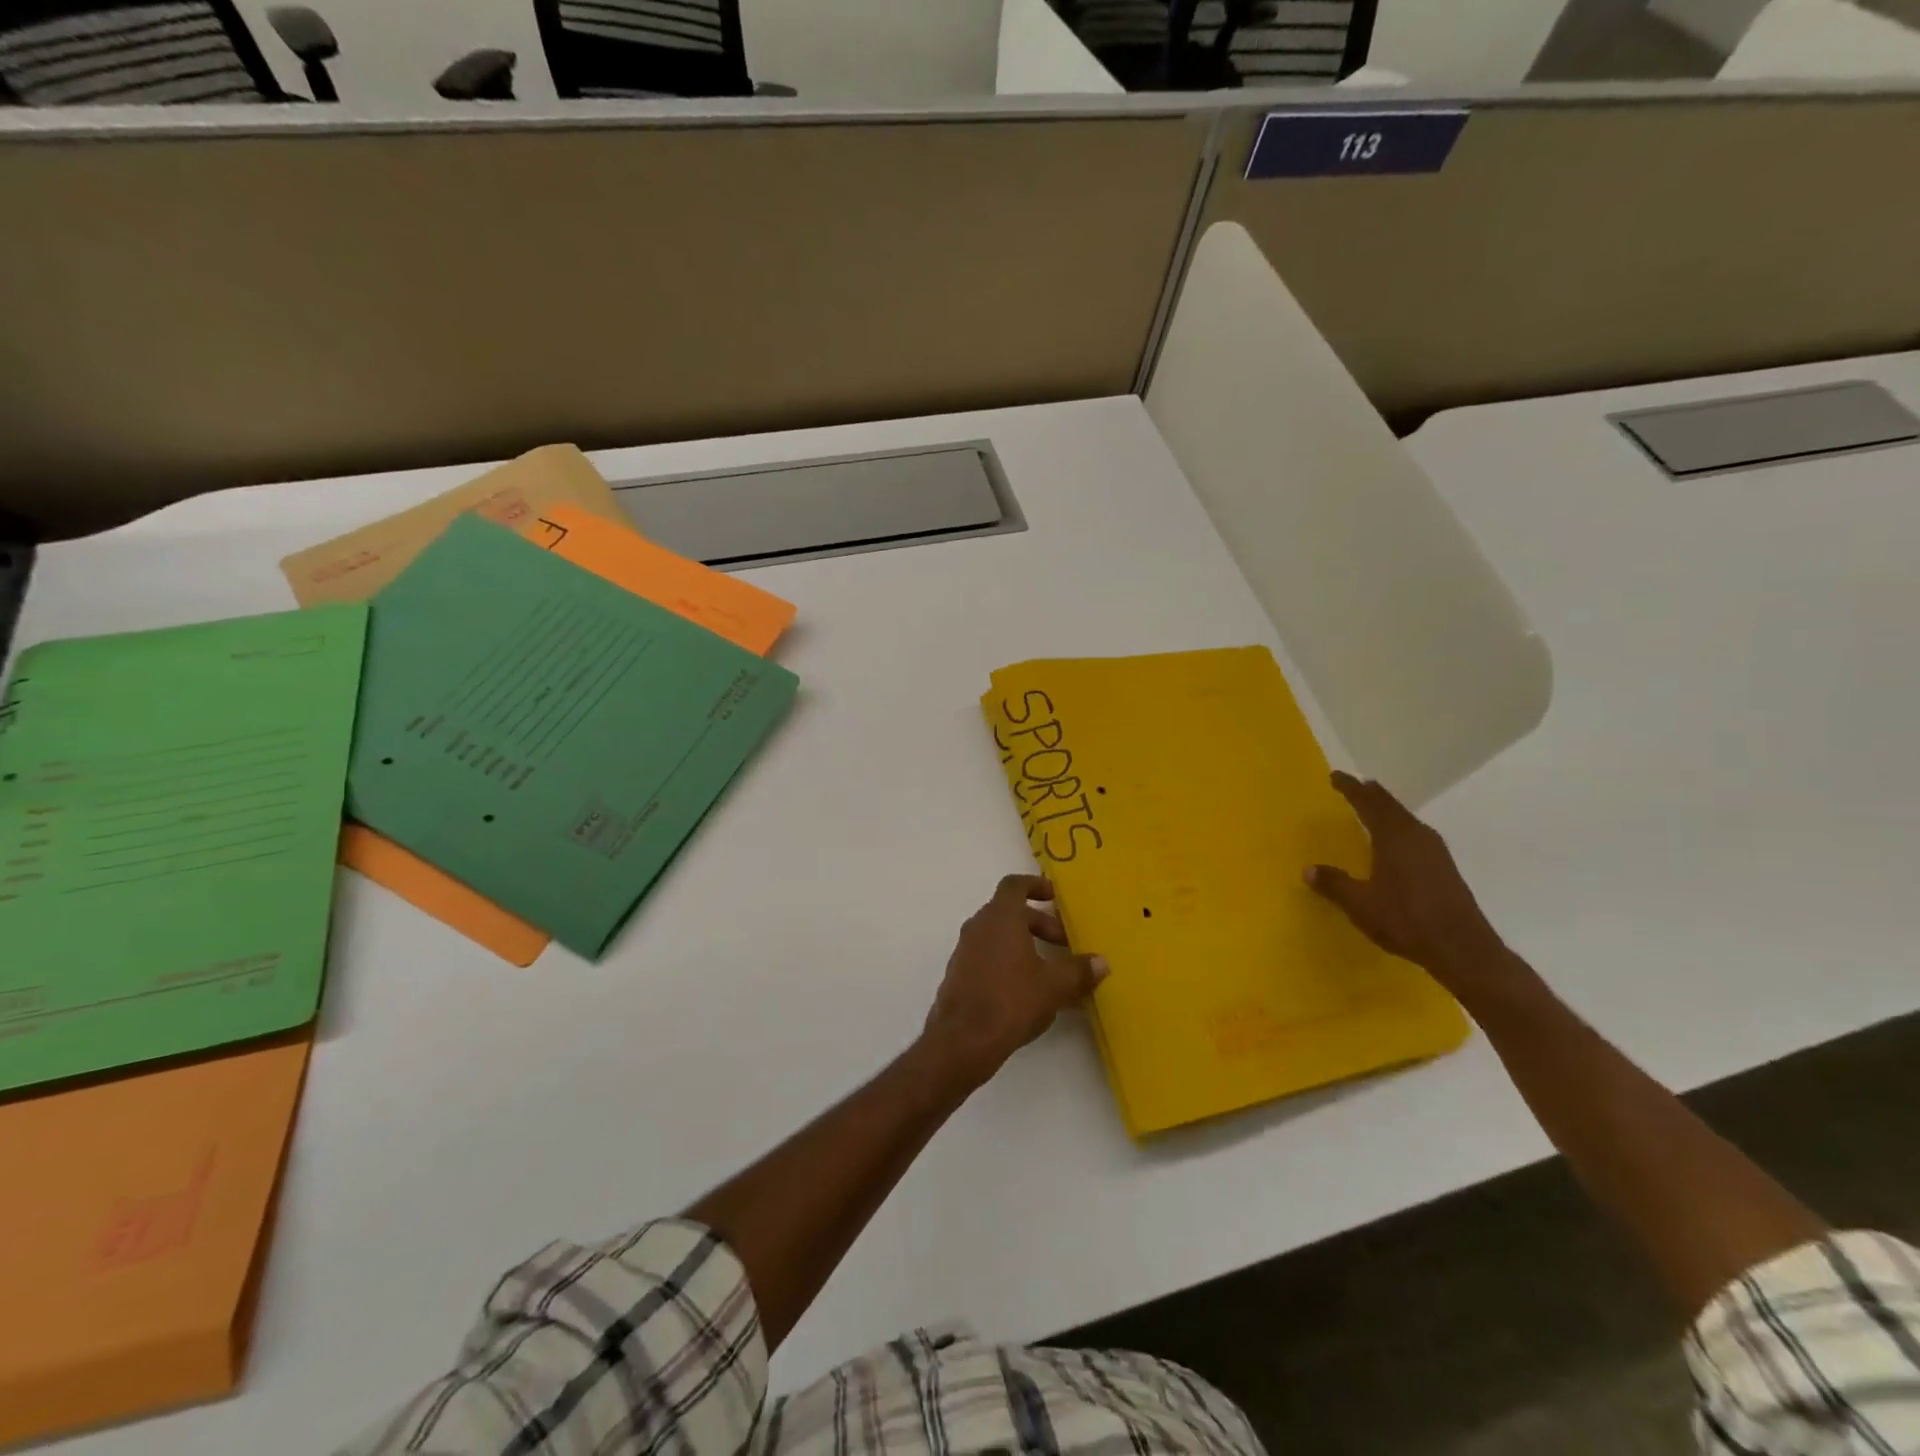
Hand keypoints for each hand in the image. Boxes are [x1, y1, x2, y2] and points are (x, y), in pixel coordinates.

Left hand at [921, 875, 1107, 1089]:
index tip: (1054, 897)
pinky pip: (986, 956)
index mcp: (1000, 917)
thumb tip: (1101, 963)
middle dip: (1039, 923)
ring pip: (997, 935)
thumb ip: (1079, 971)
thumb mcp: (1054, 986)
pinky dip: (1007, 961)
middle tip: (1064, 944)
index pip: (1014, 885)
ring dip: (1023, 943)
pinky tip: (1025, 990)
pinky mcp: (958, 974)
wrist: (963, 1040)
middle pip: (1009, 912)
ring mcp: (964, 950)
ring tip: (1049, 970)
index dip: (1035, 885)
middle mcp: (978, 926)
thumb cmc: (1011, 1000)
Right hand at [1305, 772, 1528, 1006]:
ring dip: (1387, 811)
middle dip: (1371, 795)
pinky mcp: (1444, 867)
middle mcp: (1416, 836)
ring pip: (1405, 820)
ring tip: (1372, 809)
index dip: (1351, 788)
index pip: (1368, 803)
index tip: (1336, 776)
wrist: (1463, 948)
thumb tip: (1308, 870)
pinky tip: (1395, 842)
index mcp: (1394, 837)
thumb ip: (1335, 884)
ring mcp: (1434, 851)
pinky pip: (1415, 834)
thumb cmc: (1406, 920)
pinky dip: (1398, 828)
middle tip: (1354, 786)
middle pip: (1390, 806)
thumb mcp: (1360, 904)